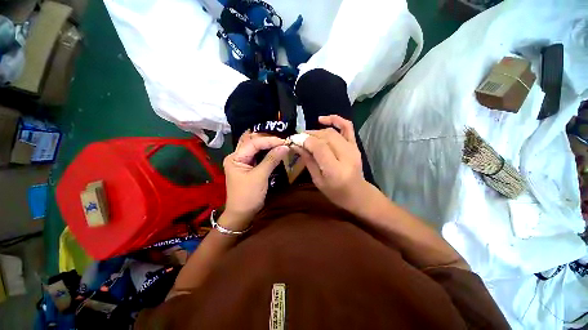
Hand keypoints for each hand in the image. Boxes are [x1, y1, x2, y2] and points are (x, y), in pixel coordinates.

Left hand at [222, 132, 288, 227]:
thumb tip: (285, 146)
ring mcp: (242, 161)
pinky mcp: (248, 166)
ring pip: (255, 147)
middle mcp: (237, 156)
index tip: (284, 142)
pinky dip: (267, 151)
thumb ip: (272, 160)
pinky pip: (258, 155)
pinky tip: (275, 150)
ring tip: (280, 143)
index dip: (269, 140)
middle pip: (252, 141)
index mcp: (235, 157)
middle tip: (282, 140)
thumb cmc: (248, 196)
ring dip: (268, 144)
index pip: (253, 143)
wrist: (242, 213)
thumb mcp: (260, 176)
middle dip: (268, 139)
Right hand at [293, 115, 369, 212]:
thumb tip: (296, 145)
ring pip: (332, 132)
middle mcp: (346, 156)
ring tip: (307, 135)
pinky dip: (335, 120)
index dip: (306, 141)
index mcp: (335, 170)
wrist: (357, 193)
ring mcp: (353, 149)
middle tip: (298, 138)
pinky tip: (322, 120)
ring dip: (317, 131)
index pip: (319, 147)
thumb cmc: (335, 192)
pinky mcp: (355, 145)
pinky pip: (347, 127)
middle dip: (309, 135)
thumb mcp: (317, 180)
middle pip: (326, 137)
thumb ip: (308, 161)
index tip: (294, 140)